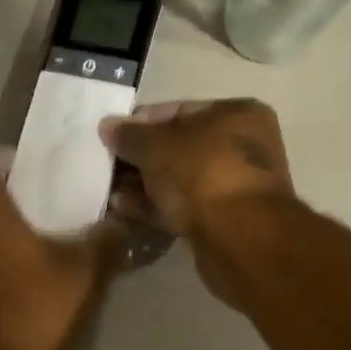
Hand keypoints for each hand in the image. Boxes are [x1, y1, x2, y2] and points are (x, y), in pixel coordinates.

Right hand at [99, 100, 295, 303]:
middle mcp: (243, 146)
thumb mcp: (156, 146)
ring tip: (109, 192)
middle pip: (180, 148)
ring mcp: (236, 186)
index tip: (111, 137)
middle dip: (141, 159)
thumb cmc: (202, 174)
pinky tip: (124, 210)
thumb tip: (107, 125)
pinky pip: (184, 207)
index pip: (179, 110)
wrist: (239, 239)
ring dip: (145, 185)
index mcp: (237, 114)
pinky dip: (156, 207)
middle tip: (107, 168)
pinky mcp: (225, 221)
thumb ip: (129, 135)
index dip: (141, 123)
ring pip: (180, 180)